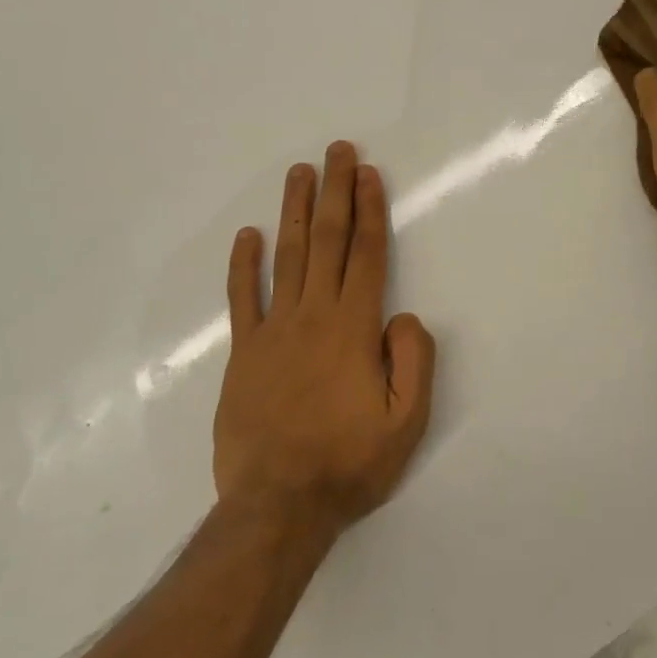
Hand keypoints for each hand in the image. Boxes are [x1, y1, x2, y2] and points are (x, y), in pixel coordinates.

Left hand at [214, 141, 434, 533]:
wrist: (277, 506)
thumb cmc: (349, 463)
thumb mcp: (406, 422)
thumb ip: (413, 361)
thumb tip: (403, 316)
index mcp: (354, 328)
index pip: (366, 254)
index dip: (369, 210)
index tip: (368, 173)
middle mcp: (313, 316)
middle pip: (328, 241)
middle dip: (335, 191)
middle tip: (336, 150)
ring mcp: (273, 331)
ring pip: (288, 257)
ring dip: (296, 212)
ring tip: (300, 173)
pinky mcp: (244, 353)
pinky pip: (243, 298)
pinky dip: (244, 264)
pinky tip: (249, 235)